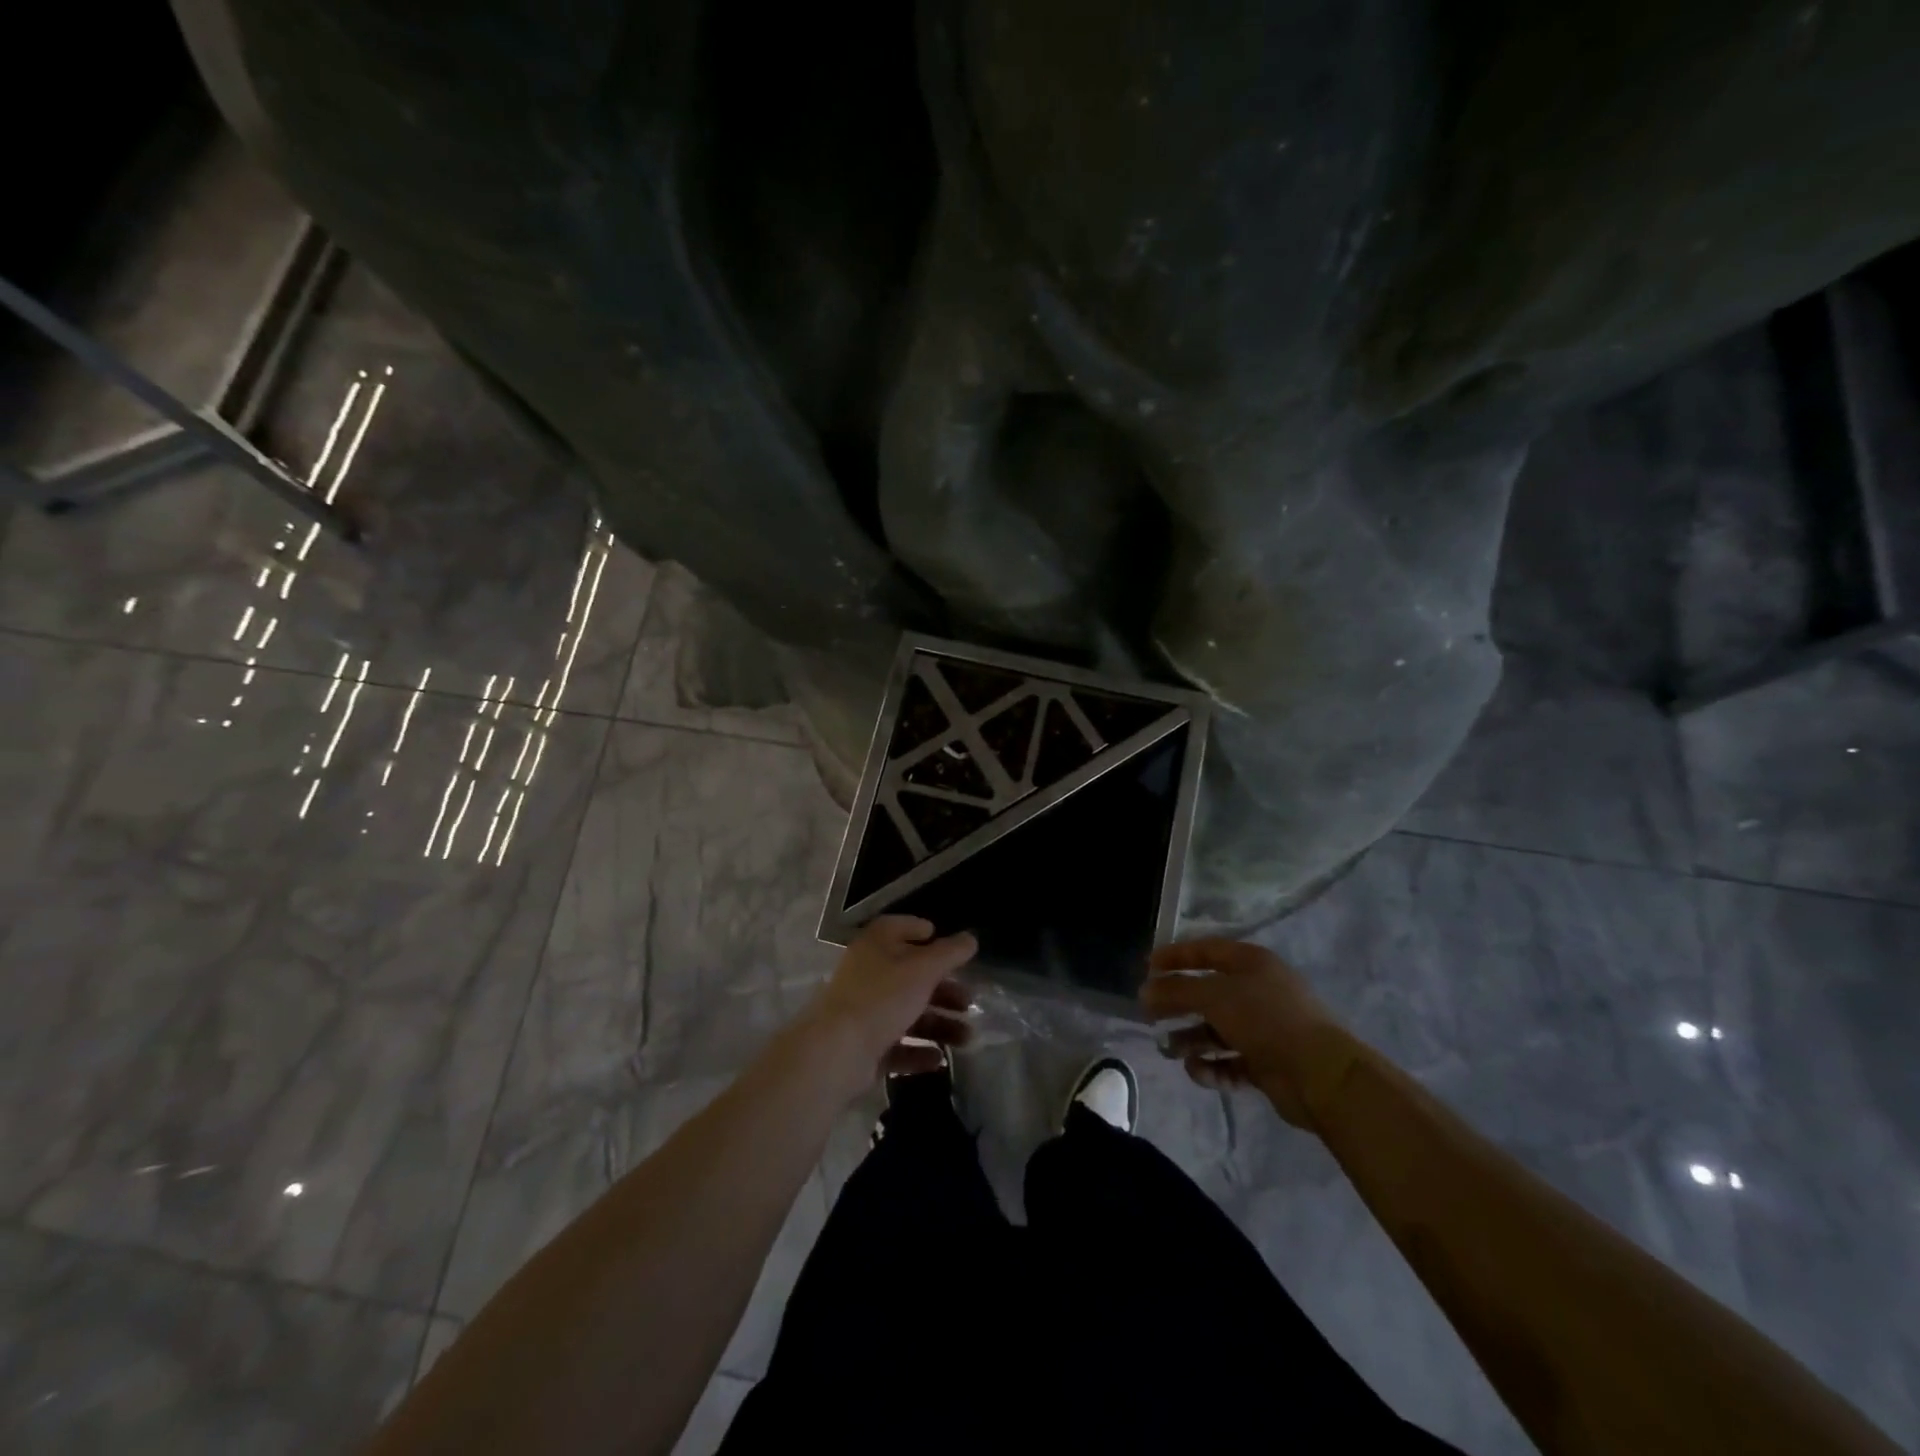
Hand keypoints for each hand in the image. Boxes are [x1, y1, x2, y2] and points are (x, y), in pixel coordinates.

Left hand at [799, 916, 977, 1091]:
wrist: (836, 1052)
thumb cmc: (882, 998)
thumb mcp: (923, 970)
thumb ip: (949, 953)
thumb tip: (970, 938)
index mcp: (875, 946)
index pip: (897, 927)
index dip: (920, 931)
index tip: (947, 944)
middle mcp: (867, 974)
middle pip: (910, 976)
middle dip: (943, 989)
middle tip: (969, 1001)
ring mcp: (864, 1012)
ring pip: (907, 1013)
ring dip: (938, 1024)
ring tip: (967, 1038)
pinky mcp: (863, 1046)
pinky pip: (896, 1045)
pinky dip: (918, 1051)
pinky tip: (939, 1060)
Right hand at [1140, 939, 1346, 1126]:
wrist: (1321, 1075)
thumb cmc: (1265, 1019)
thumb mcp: (1214, 996)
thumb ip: (1176, 991)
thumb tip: (1145, 990)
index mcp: (1252, 963)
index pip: (1206, 950)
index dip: (1175, 956)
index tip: (1146, 967)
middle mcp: (1258, 991)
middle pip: (1207, 993)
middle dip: (1177, 1003)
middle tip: (1149, 1013)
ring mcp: (1265, 1028)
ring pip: (1216, 1030)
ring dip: (1190, 1039)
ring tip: (1168, 1049)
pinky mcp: (1267, 1063)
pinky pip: (1230, 1060)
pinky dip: (1212, 1066)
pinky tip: (1198, 1071)